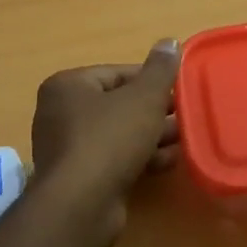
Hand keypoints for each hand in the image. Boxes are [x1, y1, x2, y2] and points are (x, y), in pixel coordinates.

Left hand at [30, 41, 180, 243]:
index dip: (152, 81)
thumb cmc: (109, 139)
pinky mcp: (79, 178)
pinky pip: (114, 159)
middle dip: (154, 111)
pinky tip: (169, 162)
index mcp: (68, 86)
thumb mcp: (143, 99)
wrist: (81, 205)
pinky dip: (140, 158)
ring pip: (119, 134)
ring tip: (184, 139)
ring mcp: (67, 149)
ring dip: (152, 136)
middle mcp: (60, 114)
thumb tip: (169, 42)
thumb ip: (159, 71)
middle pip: (118, 104)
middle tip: (185, 116)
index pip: (117, 73)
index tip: (179, 90)